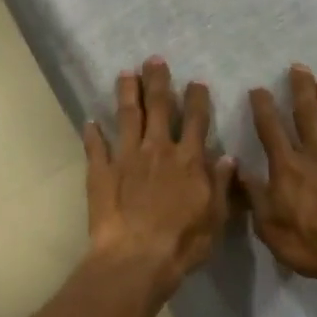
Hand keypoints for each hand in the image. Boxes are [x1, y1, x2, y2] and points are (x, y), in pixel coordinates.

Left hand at [84, 57, 235, 295]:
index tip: (196, 82)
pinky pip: (96, 147)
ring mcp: (126, 157)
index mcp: (188, 159)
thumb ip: (220, 184)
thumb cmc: (183, 242)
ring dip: (127, 93)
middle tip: (154, 59)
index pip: (195, 121)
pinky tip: (89, 121)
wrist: (137, 257)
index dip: (196, 99)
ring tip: (125, 73)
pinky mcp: (101, 172)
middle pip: (158, 107)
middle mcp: (157, 150)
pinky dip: (92, 133)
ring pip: (127, 116)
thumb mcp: (215, 216)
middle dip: (158, 81)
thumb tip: (227, 157)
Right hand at [243, 66, 316, 283]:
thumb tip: (236, 167)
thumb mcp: (269, 226)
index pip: (271, 130)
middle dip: (302, 90)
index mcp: (289, 166)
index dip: (263, 108)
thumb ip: (254, 195)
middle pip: (308, 115)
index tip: (259, 88)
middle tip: (300, 67)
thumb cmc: (313, 244)